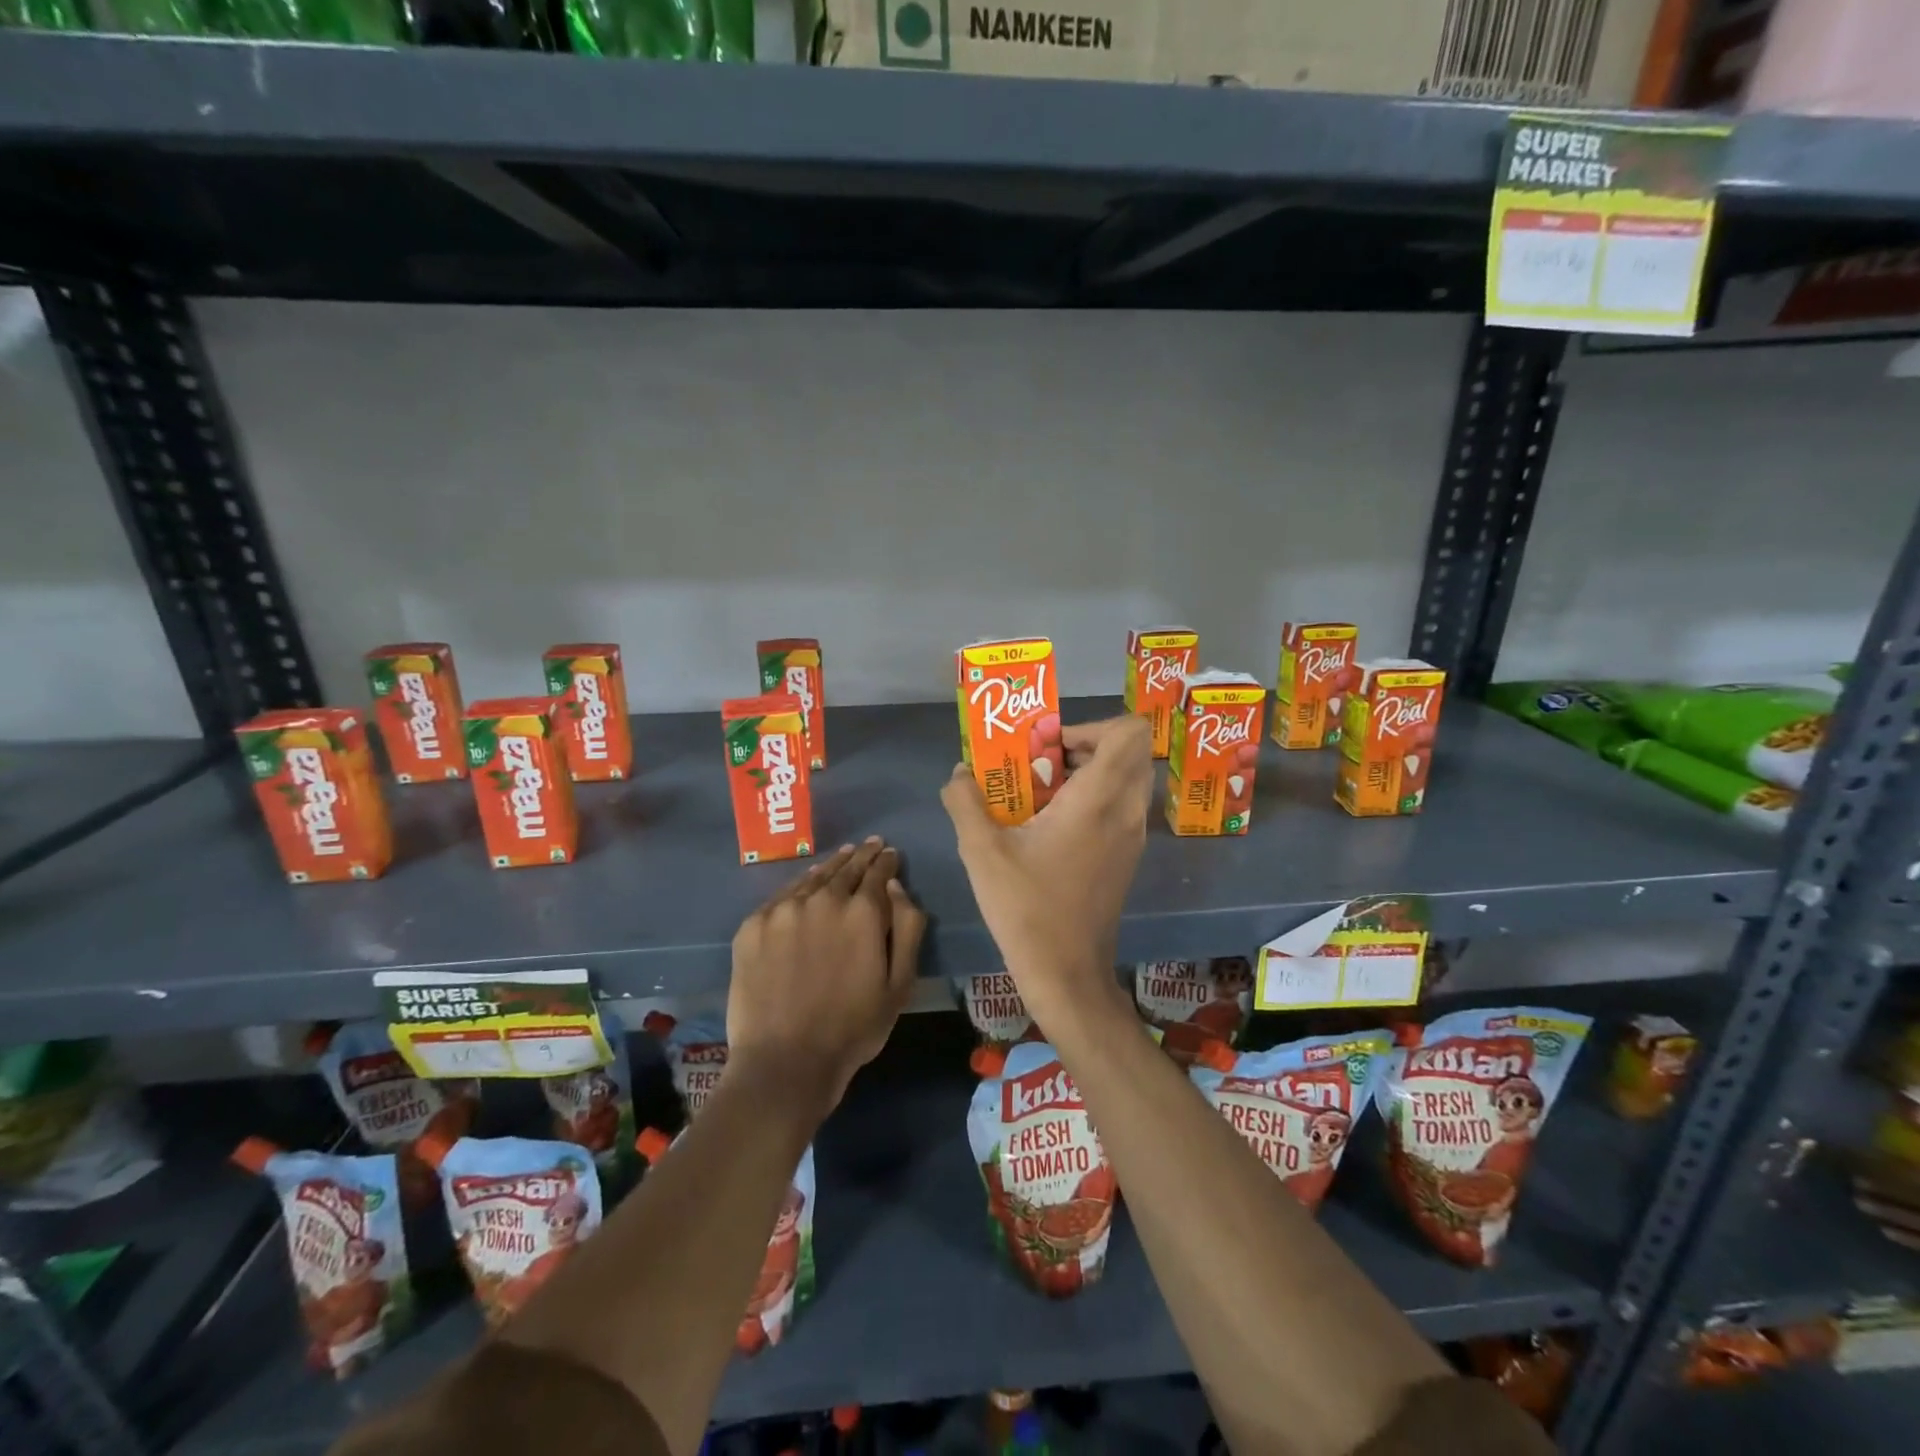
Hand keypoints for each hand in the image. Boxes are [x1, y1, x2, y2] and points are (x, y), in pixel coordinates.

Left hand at [726, 838, 926, 1110]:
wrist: (785, 1060)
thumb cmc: (854, 1027)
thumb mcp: (900, 984)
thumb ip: (907, 928)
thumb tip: (896, 887)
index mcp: (862, 911)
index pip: (879, 872)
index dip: (887, 861)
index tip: (891, 854)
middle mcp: (823, 899)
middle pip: (846, 867)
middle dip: (862, 856)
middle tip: (871, 845)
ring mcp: (783, 910)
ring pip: (813, 877)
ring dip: (832, 865)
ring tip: (843, 856)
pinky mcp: (753, 926)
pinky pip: (782, 896)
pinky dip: (800, 886)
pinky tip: (806, 885)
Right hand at [941, 715, 1154, 1030]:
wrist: (1067, 974)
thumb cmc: (1026, 908)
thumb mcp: (981, 851)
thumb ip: (966, 802)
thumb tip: (960, 772)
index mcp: (1098, 800)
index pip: (1129, 732)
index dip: (1091, 725)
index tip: (1049, 745)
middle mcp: (1125, 811)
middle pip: (1127, 752)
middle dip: (1085, 746)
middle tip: (1041, 763)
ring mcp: (1132, 837)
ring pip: (1125, 781)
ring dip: (1088, 773)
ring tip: (1041, 792)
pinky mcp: (1127, 858)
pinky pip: (1120, 807)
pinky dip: (1093, 800)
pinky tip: (1050, 826)